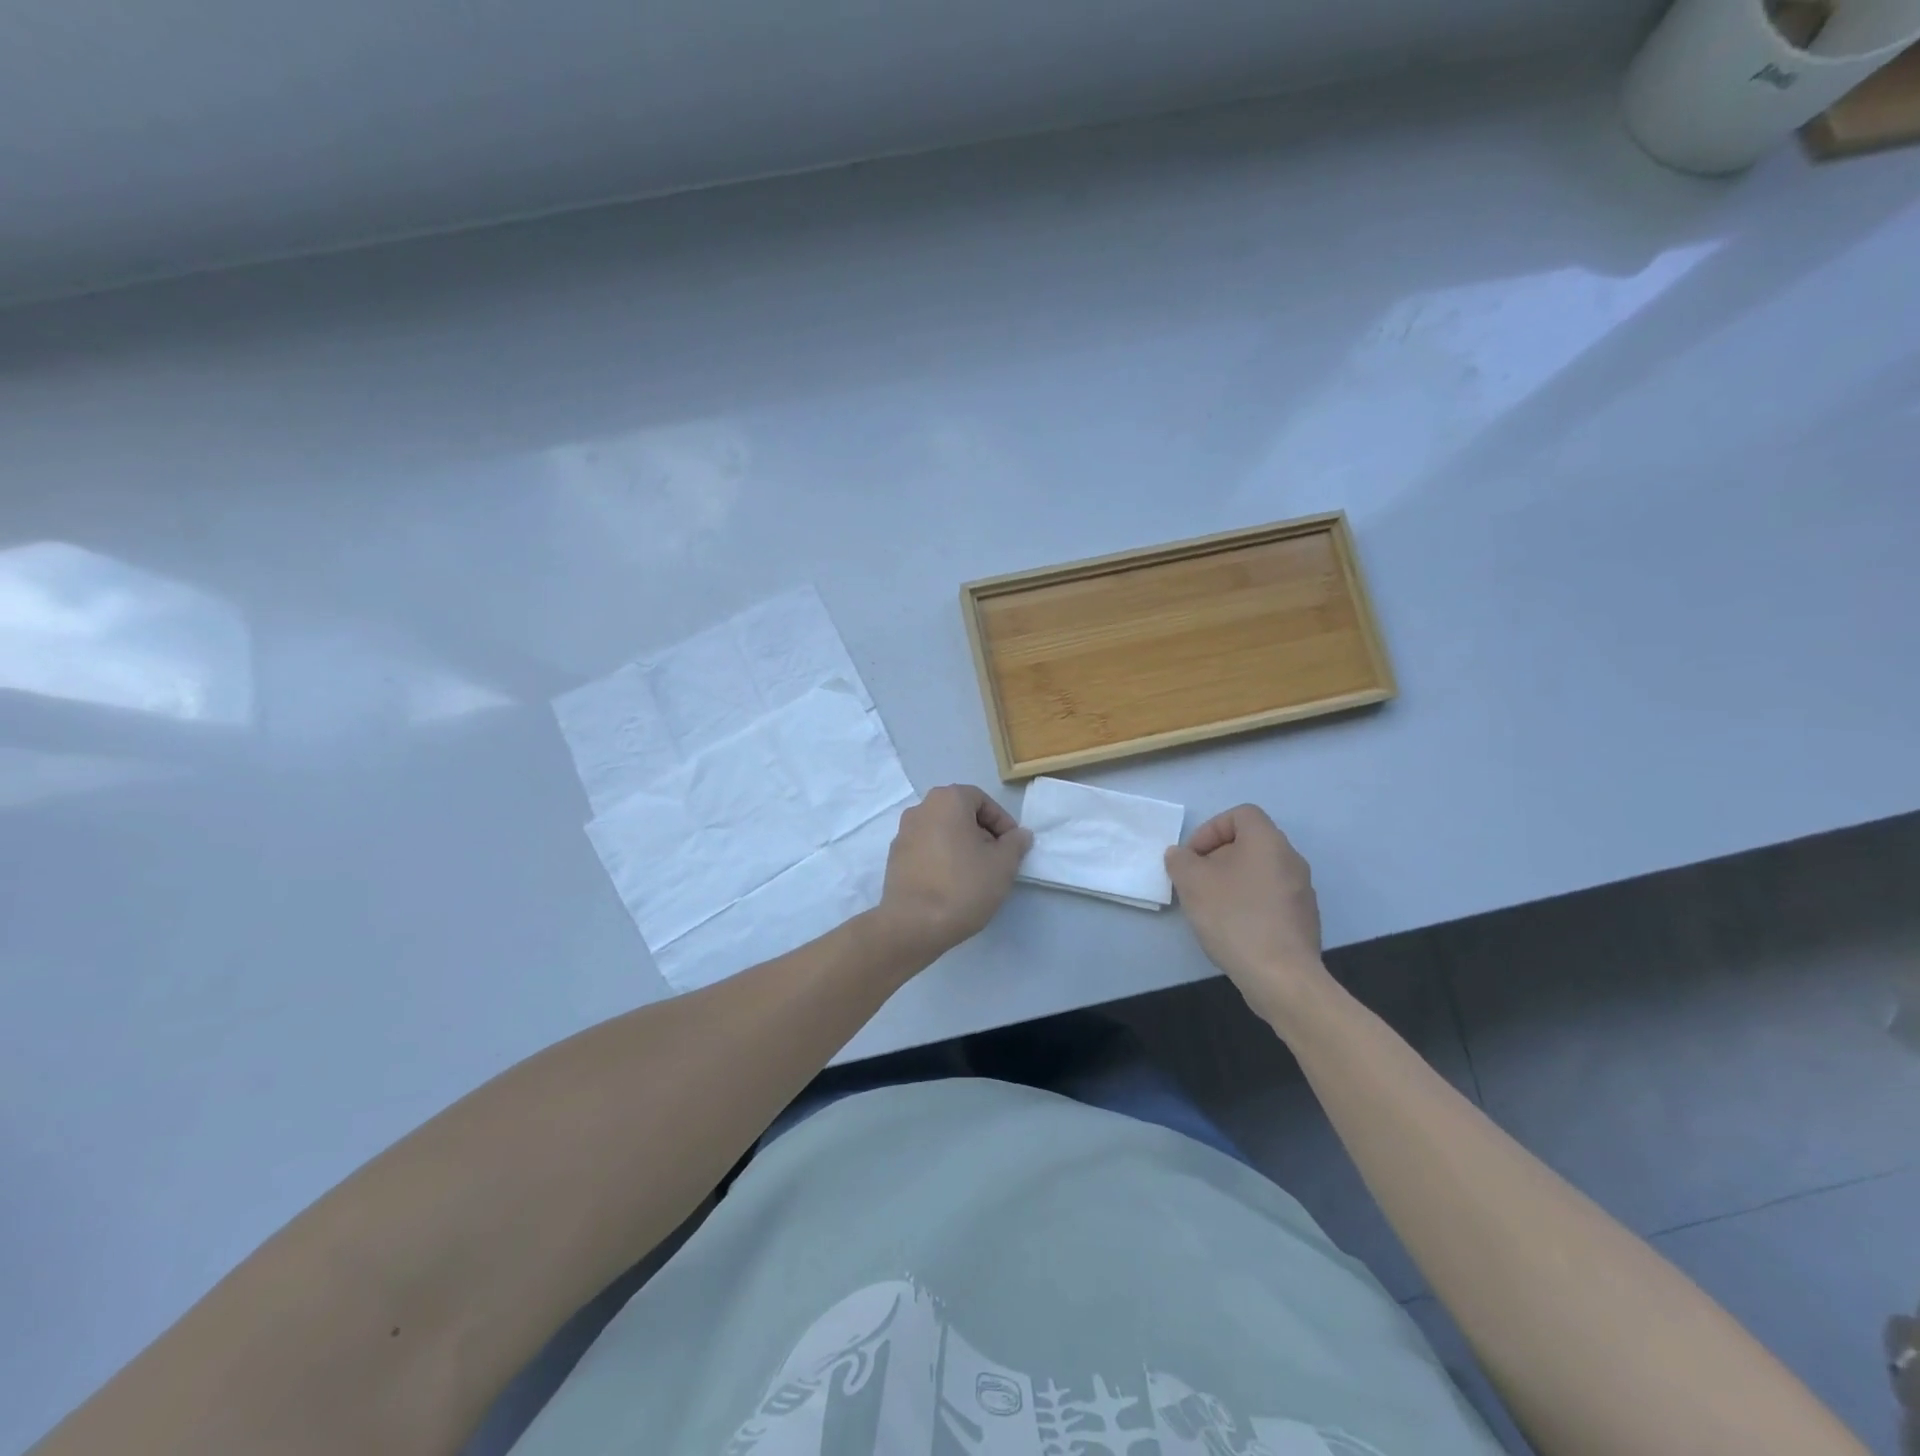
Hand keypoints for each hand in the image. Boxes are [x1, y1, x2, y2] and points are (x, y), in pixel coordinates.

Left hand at [874, 785, 1030, 962]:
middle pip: (960, 814)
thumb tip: (1019, 835)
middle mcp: (920, 809)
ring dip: (961, 847)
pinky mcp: (894, 859)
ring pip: (942, 832)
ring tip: (976, 875)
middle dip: (982, 834)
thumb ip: (1015, 843)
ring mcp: (903, 834)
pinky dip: (941, 860)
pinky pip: (926, 850)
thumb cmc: (963, 886)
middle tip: (997, 861)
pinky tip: (951, 885)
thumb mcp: (1003, 864)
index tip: (1012, 847)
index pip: (982, 800)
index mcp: (947, 800)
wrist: (913, 925)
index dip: (1002, 822)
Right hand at [1165, 805, 1331, 1024]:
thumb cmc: (1234, 917)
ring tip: (1210, 907)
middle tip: (1196, 882)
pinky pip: (1270, 898)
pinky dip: (1248, 904)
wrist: (1281, 976)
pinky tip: (1233, 929)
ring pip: (1259, 872)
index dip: (1211, 829)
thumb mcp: (1192, 883)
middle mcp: (1291, 860)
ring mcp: (1302, 892)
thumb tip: (1181, 855)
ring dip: (1232, 882)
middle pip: (1249, 843)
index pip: (1241, 814)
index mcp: (1268, 842)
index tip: (1193, 857)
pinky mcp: (1304, 920)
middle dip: (1217, 858)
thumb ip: (1180, 861)